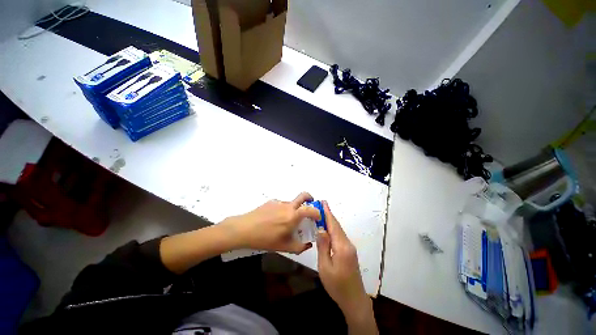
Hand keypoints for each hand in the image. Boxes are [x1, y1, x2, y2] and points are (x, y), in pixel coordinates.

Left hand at [222, 192, 320, 253]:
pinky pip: (281, 204)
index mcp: (293, 215)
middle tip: (310, 205)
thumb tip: (308, 244)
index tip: (318, 217)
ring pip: (291, 202)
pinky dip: (283, 210)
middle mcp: (288, 206)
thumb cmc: (266, 239)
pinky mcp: (271, 202)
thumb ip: (300, 247)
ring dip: (294, 208)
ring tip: (287, 221)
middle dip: (310, 198)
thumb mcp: (285, 247)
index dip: (317, 212)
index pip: (311, 209)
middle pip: (303, 195)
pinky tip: (275, 220)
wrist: (244, 229)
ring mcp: (279, 202)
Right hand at [317, 201, 376, 333]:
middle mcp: (347, 244)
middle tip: (321, 204)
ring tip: (322, 213)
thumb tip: (321, 229)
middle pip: (337, 226)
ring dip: (330, 221)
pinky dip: (333, 229)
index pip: (333, 225)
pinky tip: (327, 228)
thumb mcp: (325, 267)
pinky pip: (339, 236)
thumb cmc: (337, 285)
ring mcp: (349, 248)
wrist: (354, 299)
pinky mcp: (349, 251)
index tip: (323, 202)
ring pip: (339, 230)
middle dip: (329, 214)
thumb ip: (323, 246)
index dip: (327, 213)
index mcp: (342, 247)